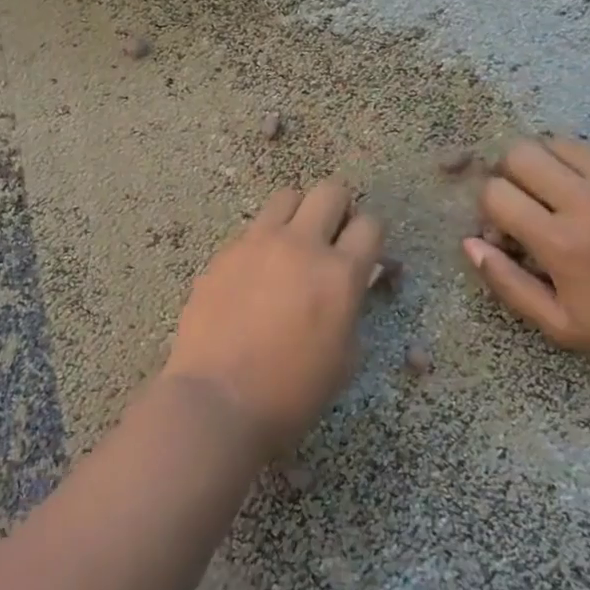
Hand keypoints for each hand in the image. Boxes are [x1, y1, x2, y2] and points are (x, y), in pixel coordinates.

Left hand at [165, 178, 383, 457]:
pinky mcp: (224, 253)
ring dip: (298, 214)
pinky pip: (252, 229)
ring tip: (292, 246)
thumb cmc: (292, 393)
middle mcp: (300, 245)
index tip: (364, 254)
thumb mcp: (345, 357)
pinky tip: (255, 275)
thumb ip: (352, 307)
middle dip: (339, 209)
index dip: (371, 237)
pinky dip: (263, 241)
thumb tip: (351, 283)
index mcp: (339, 273)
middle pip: (330, 191)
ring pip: (286, 197)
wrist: (218, 399)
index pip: (370, 224)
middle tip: (332, 239)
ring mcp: (256, 244)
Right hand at [463, 136, 589, 373]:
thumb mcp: (563, 326)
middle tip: (529, 201)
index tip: (507, 227)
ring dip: (548, 165)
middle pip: (520, 153)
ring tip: (564, 194)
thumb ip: (508, 284)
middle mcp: (589, 200)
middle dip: (511, 174)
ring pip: (559, 143)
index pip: (495, 193)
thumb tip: (470, 243)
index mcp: (561, 242)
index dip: (491, 208)